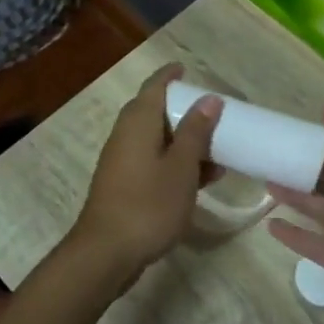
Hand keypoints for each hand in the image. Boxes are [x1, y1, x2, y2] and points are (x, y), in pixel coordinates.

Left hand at [67, 64, 220, 283]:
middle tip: (213, 114)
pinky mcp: (123, 185)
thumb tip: (208, 99)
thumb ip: (195, 132)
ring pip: (156, 139)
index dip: (171, 76)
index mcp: (138, 122)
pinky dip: (174, 162)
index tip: (188, 70)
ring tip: (218, 152)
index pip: (154, 86)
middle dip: (183, 111)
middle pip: (154, 112)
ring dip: (183, 141)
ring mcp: (121, 161)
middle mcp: (125, 135)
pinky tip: (199, 180)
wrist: (106, 253)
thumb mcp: (181, 168)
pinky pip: (152, 161)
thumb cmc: (148, 205)